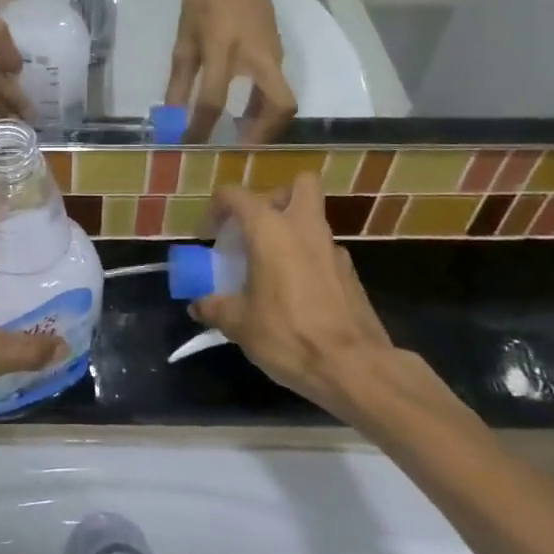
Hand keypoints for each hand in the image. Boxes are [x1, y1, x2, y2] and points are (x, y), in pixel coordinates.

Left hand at [165, 0, 296, 142]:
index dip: (200, 128)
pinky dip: (265, 104)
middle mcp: (258, 58)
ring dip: (265, 122)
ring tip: (241, 136)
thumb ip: (180, 79)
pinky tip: (245, 110)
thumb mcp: (185, 38)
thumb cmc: (205, 0)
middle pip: (279, 107)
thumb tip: (172, 114)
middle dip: (263, 134)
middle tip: (240, 150)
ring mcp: (274, 55)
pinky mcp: (278, 52)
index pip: (213, 101)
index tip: (190, 146)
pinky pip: (278, 86)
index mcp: (224, 52)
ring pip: (282, 99)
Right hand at [192, 176, 397, 414]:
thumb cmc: (288, 334)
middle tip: (257, 228)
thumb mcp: (240, 325)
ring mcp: (334, 250)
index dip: (217, 207)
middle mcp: (304, 229)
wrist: (355, 369)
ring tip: (271, 267)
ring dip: (292, 232)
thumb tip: (198, 306)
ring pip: (313, 220)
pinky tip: (297, 295)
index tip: (209, 234)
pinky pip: (324, 253)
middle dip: (276, 197)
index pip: (236, 195)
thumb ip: (215, 308)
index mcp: (270, 230)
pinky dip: (308, 262)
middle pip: (299, 185)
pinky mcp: (351, 275)